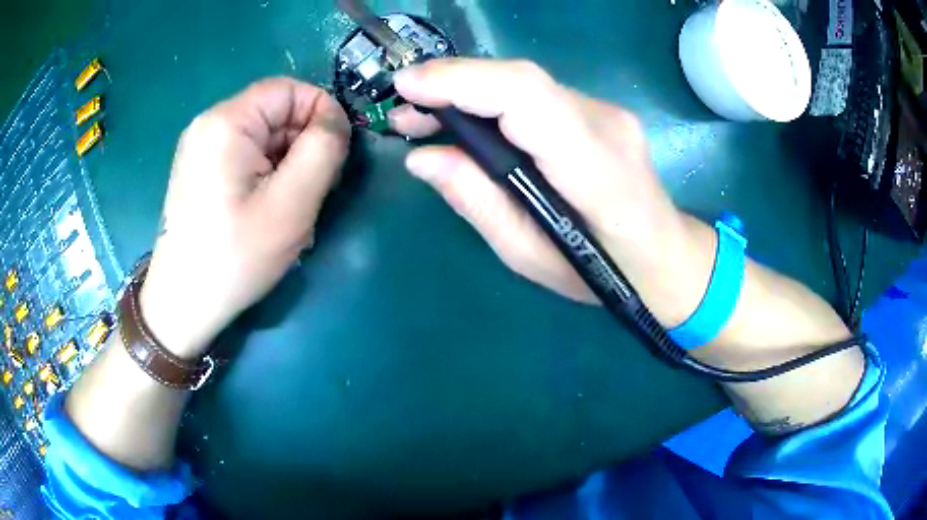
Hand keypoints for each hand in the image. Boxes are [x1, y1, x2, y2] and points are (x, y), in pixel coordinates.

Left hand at [140, 78, 350, 357]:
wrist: (183, 303)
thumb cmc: (235, 256)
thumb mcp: (292, 203)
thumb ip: (324, 148)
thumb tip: (336, 120)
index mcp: (227, 121)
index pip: (289, 89)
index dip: (321, 113)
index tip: (336, 155)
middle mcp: (209, 124)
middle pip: (274, 112)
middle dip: (303, 143)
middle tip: (313, 190)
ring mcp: (200, 148)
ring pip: (262, 136)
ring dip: (286, 163)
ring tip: (289, 206)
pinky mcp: (199, 170)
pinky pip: (245, 155)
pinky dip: (266, 174)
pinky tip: (266, 209)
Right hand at [390, 59, 702, 322]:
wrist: (664, 256)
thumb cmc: (601, 272)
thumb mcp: (528, 254)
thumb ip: (477, 201)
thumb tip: (422, 158)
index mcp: (594, 168)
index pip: (525, 97)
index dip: (461, 81)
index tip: (406, 88)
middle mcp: (605, 124)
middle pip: (520, 80)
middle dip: (452, 84)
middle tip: (403, 111)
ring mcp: (606, 113)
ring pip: (525, 83)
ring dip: (466, 91)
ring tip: (422, 118)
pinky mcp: (599, 112)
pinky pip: (536, 96)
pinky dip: (491, 101)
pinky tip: (466, 120)